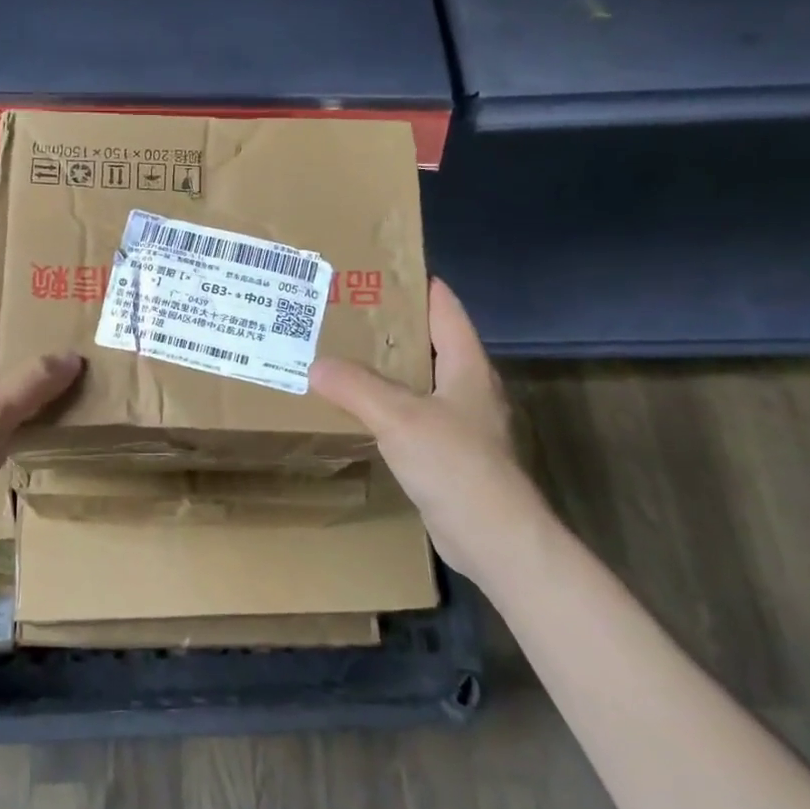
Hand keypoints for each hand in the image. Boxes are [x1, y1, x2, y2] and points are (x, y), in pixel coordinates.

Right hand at [309, 277, 553, 587]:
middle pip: (428, 344)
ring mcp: (463, 423)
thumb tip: (315, 364)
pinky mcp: (451, 455)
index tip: (376, 271)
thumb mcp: (399, 418)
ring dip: (386, 371)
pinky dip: (388, 409)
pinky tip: (359, 413)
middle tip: (342, 316)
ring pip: (419, 383)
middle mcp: (469, 388)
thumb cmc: (455, 464)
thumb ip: (356, 387)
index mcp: (467, 365)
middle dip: (389, 329)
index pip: (444, 308)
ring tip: (341, 359)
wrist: (494, 537)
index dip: (416, 284)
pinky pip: (414, 418)